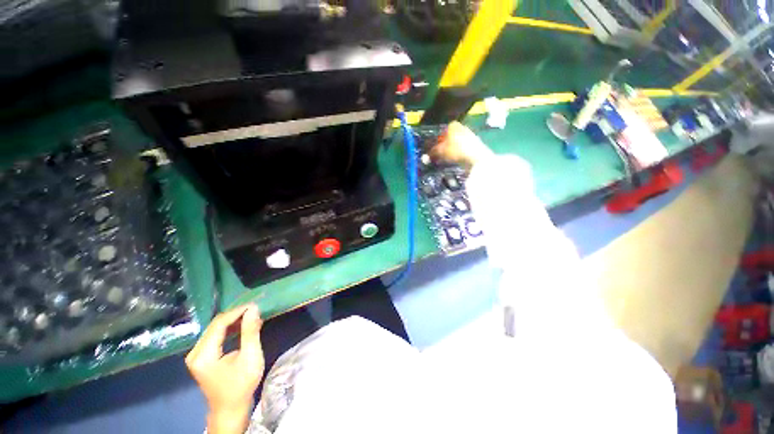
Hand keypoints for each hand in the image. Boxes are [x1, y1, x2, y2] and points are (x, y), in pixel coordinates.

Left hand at [186, 304, 263, 433]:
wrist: (230, 410)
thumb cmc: (241, 385)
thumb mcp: (250, 357)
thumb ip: (250, 332)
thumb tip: (254, 309)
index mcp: (203, 354)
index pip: (219, 324)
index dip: (238, 312)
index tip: (256, 305)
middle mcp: (195, 352)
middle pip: (215, 325)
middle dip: (236, 315)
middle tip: (256, 310)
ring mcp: (196, 355)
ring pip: (215, 329)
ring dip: (234, 321)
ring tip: (252, 316)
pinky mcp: (202, 357)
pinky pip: (215, 336)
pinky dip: (230, 329)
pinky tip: (242, 327)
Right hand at [431, 121, 493, 167]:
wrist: (476, 156)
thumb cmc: (456, 149)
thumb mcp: (440, 151)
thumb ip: (432, 153)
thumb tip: (425, 157)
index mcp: (452, 125)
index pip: (440, 132)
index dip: (435, 142)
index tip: (432, 150)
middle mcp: (461, 127)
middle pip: (448, 138)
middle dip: (443, 146)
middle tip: (438, 156)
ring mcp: (469, 135)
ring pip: (455, 143)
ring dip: (449, 151)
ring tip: (446, 159)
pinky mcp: (474, 144)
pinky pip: (461, 148)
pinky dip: (457, 153)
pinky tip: (455, 160)